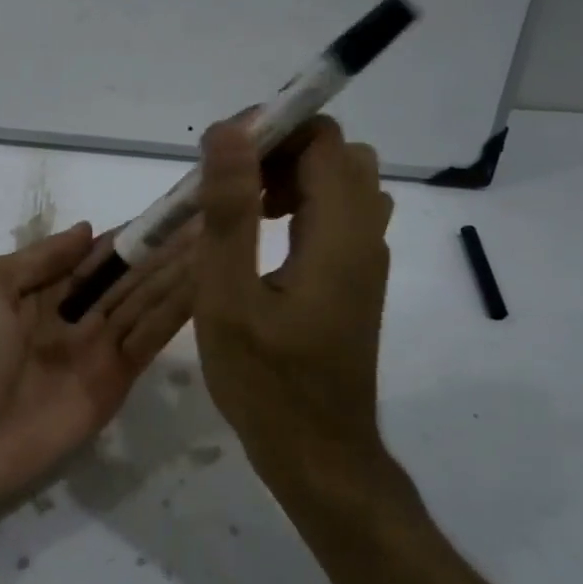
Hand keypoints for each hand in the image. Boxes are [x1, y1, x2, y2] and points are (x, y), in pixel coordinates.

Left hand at [0, 222, 194, 506]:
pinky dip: (178, 311)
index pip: (96, 255)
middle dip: (164, 248)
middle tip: (210, 217)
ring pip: (146, 301)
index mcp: (42, 289)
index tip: (169, 209)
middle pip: (128, 275)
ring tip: (217, 240)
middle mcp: (76, 314)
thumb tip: (88, 228)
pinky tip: (207, 282)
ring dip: (179, 272)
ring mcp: (99, 347)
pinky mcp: (118, 379)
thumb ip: (39, 257)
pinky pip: (151, 337)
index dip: (130, 233)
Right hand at [194, 115, 392, 476]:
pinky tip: (258, 243)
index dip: (271, 129)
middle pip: (335, 155)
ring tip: (238, 211)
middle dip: (277, 151)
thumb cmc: (266, 383)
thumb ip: (230, 211)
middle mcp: (365, 235)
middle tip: (225, 186)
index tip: (218, 154)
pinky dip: (297, 207)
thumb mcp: (229, 297)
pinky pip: (334, 217)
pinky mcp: (354, 280)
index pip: (323, 139)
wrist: (318, 454)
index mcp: (340, 232)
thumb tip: (230, 131)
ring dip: (287, 179)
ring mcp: (364, 259)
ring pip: (337, 185)